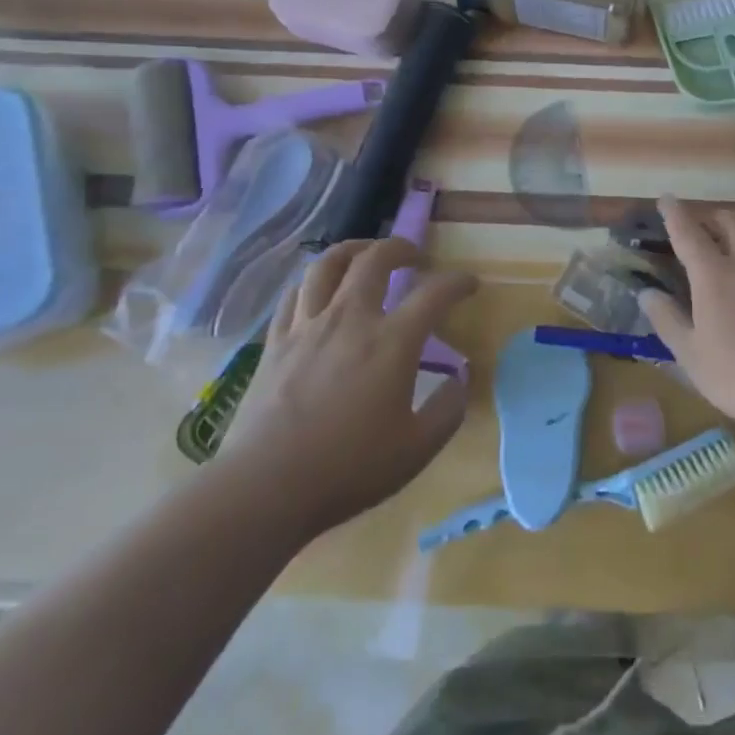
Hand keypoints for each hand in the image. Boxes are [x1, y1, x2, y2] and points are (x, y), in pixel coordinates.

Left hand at [219, 238, 474, 532]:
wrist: (266, 487)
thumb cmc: (349, 469)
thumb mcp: (417, 449)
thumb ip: (448, 410)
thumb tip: (460, 380)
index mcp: (392, 342)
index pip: (434, 294)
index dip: (457, 283)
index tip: (469, 284)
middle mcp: (351, 319)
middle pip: (375, 259)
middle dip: (400, 247)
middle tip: (414, 256)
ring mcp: (308, 326)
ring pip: (327, 264)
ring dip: (353, 250)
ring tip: (365, 255)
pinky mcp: (276, 341)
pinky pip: (294, 293)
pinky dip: (313, 281)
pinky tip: (319, 290)